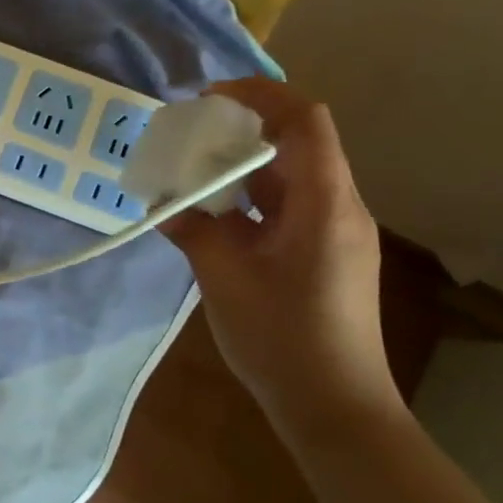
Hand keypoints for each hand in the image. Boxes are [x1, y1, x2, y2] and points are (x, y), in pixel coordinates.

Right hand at [160, 79, 400, 437]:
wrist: (335, 407)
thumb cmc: (282, 339)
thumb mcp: (225, 278)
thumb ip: (193, 229)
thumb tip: (164, 202)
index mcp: (324, 204)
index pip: (304, 119)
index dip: (258, 94)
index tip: (207, 99)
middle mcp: (338, 208)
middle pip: (296, 144)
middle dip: (241, 130)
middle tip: (188, 136)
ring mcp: (334, 233)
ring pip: (290, 178)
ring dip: (242, 168)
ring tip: (191, 174)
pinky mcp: (324, 255)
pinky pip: (287, 208)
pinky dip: (250, 201)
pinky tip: (213, 217)